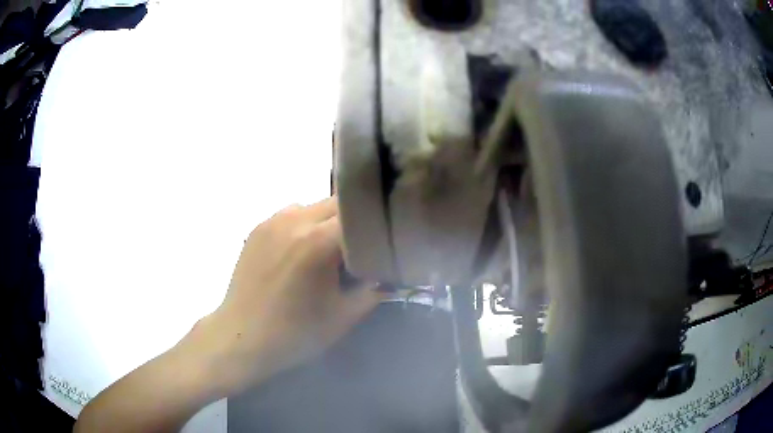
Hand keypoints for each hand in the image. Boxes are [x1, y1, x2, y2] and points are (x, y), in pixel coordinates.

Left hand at [185, 197, 381, 396]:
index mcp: (319, 241)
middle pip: (336, 203)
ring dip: (326, 220)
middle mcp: (295, 220)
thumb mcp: (344, 315)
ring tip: (326, 249)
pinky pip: (290, 214)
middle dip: (352, 220)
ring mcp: (272, 221)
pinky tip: (300, 251)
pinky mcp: (258, 228)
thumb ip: (374, 291)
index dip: (374, 225)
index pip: (360, 214)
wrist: (243, 336)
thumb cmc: (296, 332)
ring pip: (313, 206)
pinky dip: (303, 224)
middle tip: (358, 246)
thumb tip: (392, 275)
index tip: (382, 241)